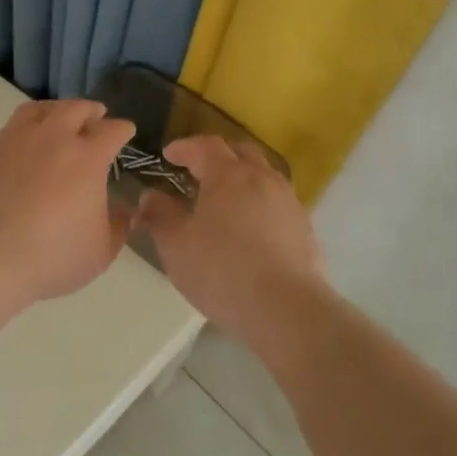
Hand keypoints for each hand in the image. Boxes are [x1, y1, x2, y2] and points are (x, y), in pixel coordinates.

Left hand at [0, 100, 135, 303]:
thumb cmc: (51, 255)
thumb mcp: (100, 251)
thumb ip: (117, 225)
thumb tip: (122, 209)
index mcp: (86, 157)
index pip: (112, 131)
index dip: (122, 129)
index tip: (125, 130)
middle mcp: (50, 137)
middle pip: (73, 108)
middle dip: (88, 109)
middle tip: (94, 114)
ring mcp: (10, 139)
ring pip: (33, 111)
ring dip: (48, 112)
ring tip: (51, 119)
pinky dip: (2, 141)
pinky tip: (3, 152)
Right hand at [137, 134, 328, 346]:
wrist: (287, 310)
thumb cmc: (222, 270)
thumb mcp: (176, 245)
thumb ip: (160, 215)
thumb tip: (150, 196)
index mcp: (228, 175)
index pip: (205, 145)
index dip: (184, 147)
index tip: (168, 155)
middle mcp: (262, 179)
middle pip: (240, 152)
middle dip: (217, 155)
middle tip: (197, 170)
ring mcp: (289, 203)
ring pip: (263, 176)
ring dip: (241, 178)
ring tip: (224, 200)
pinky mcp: (305, 229)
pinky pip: (277, 203)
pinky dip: (259, 204)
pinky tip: (249, 229)